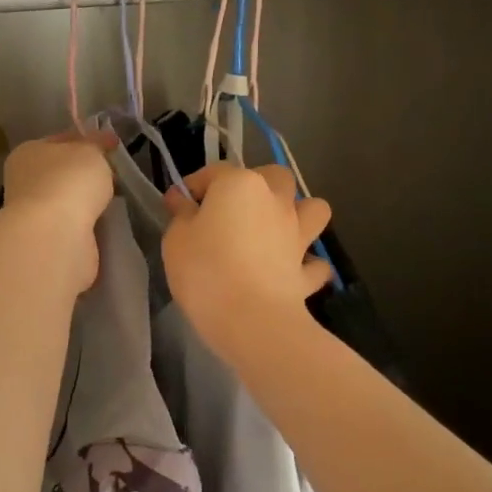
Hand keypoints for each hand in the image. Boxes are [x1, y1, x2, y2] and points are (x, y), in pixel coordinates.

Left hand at [0, 132, 117, 290]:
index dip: (87, 140)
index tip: (112, 145)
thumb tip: (102, 142)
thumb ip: (96, 145)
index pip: (60, 140)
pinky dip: (88, 223)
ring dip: (87, 201)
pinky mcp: (47, 240)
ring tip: (114, 199)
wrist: (55, 235)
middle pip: (63, 172)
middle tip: (115, 174)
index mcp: (28, 153)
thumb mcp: (91, 151)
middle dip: (87, 173)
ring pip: (68, 200)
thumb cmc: (69, 181)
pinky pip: (74, 224)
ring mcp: (34, 214)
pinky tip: (104, 222)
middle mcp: (25, 182)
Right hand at [162, 163, 333, 349]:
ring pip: (313, 209)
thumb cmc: (205, 270)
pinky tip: (291, 271)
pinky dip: (306, 264)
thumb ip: (181, 214)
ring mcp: (297, 234)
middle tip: (234, 210)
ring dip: (299, 214)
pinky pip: (314, 262)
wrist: (251, 320)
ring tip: (276, 230)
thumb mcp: (176, 239)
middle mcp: (275, 200)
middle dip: (258, 185)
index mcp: (240, 185)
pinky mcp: (307, 270)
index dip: (194, 186)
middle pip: (275, 177)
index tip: (180, 206)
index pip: (215, 171)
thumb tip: (181, 198)